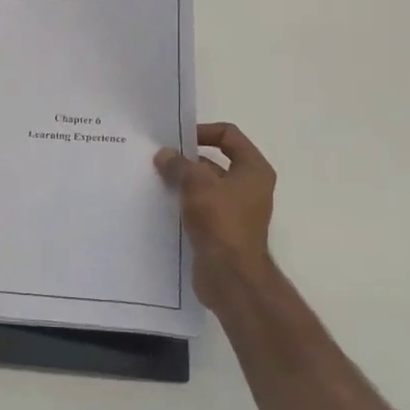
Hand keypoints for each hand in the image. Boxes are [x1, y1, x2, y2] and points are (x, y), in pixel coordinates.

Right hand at [155, 123, 276, 302]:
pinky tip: (162, 203)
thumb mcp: (197, 185)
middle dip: (188, 159)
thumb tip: (164, 154)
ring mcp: (236, 209)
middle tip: (160, 159)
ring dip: (183, 181)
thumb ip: (179, 165)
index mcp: (253, 169)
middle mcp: (249, 186)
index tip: (177, 139)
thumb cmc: (221, 222)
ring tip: (155, 179)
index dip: (203, 131)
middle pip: (215, 160)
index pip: (229, 135)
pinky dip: (184, 202)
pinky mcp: (222, 229)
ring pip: (205, 185)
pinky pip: (201, 206)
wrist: (231, 277)